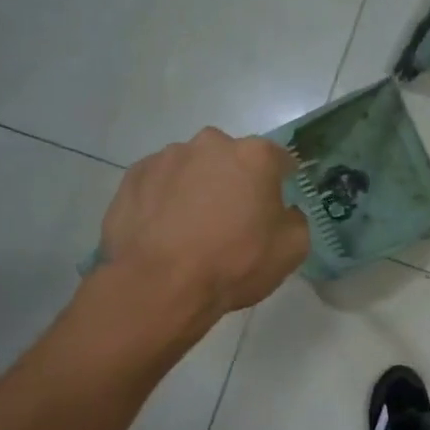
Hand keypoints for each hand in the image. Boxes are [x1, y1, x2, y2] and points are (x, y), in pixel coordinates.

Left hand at [98, 129, 309, 314]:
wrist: (158, 285)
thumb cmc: (234, 262)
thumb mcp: (292, 249)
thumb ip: (295, 219)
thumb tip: (283, 212)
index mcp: (255, 156)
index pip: (280, 158)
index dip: (282, 180)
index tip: (278, 202)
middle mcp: (211, 144)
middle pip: (232, 158)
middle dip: (236, 180)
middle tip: (234, 217)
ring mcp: (167, 157)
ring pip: (194, 168)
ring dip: (199, 187)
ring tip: (193, 227)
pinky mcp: (134, 176)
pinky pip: (161, 183)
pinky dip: (166, 199)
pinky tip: (165, 230)